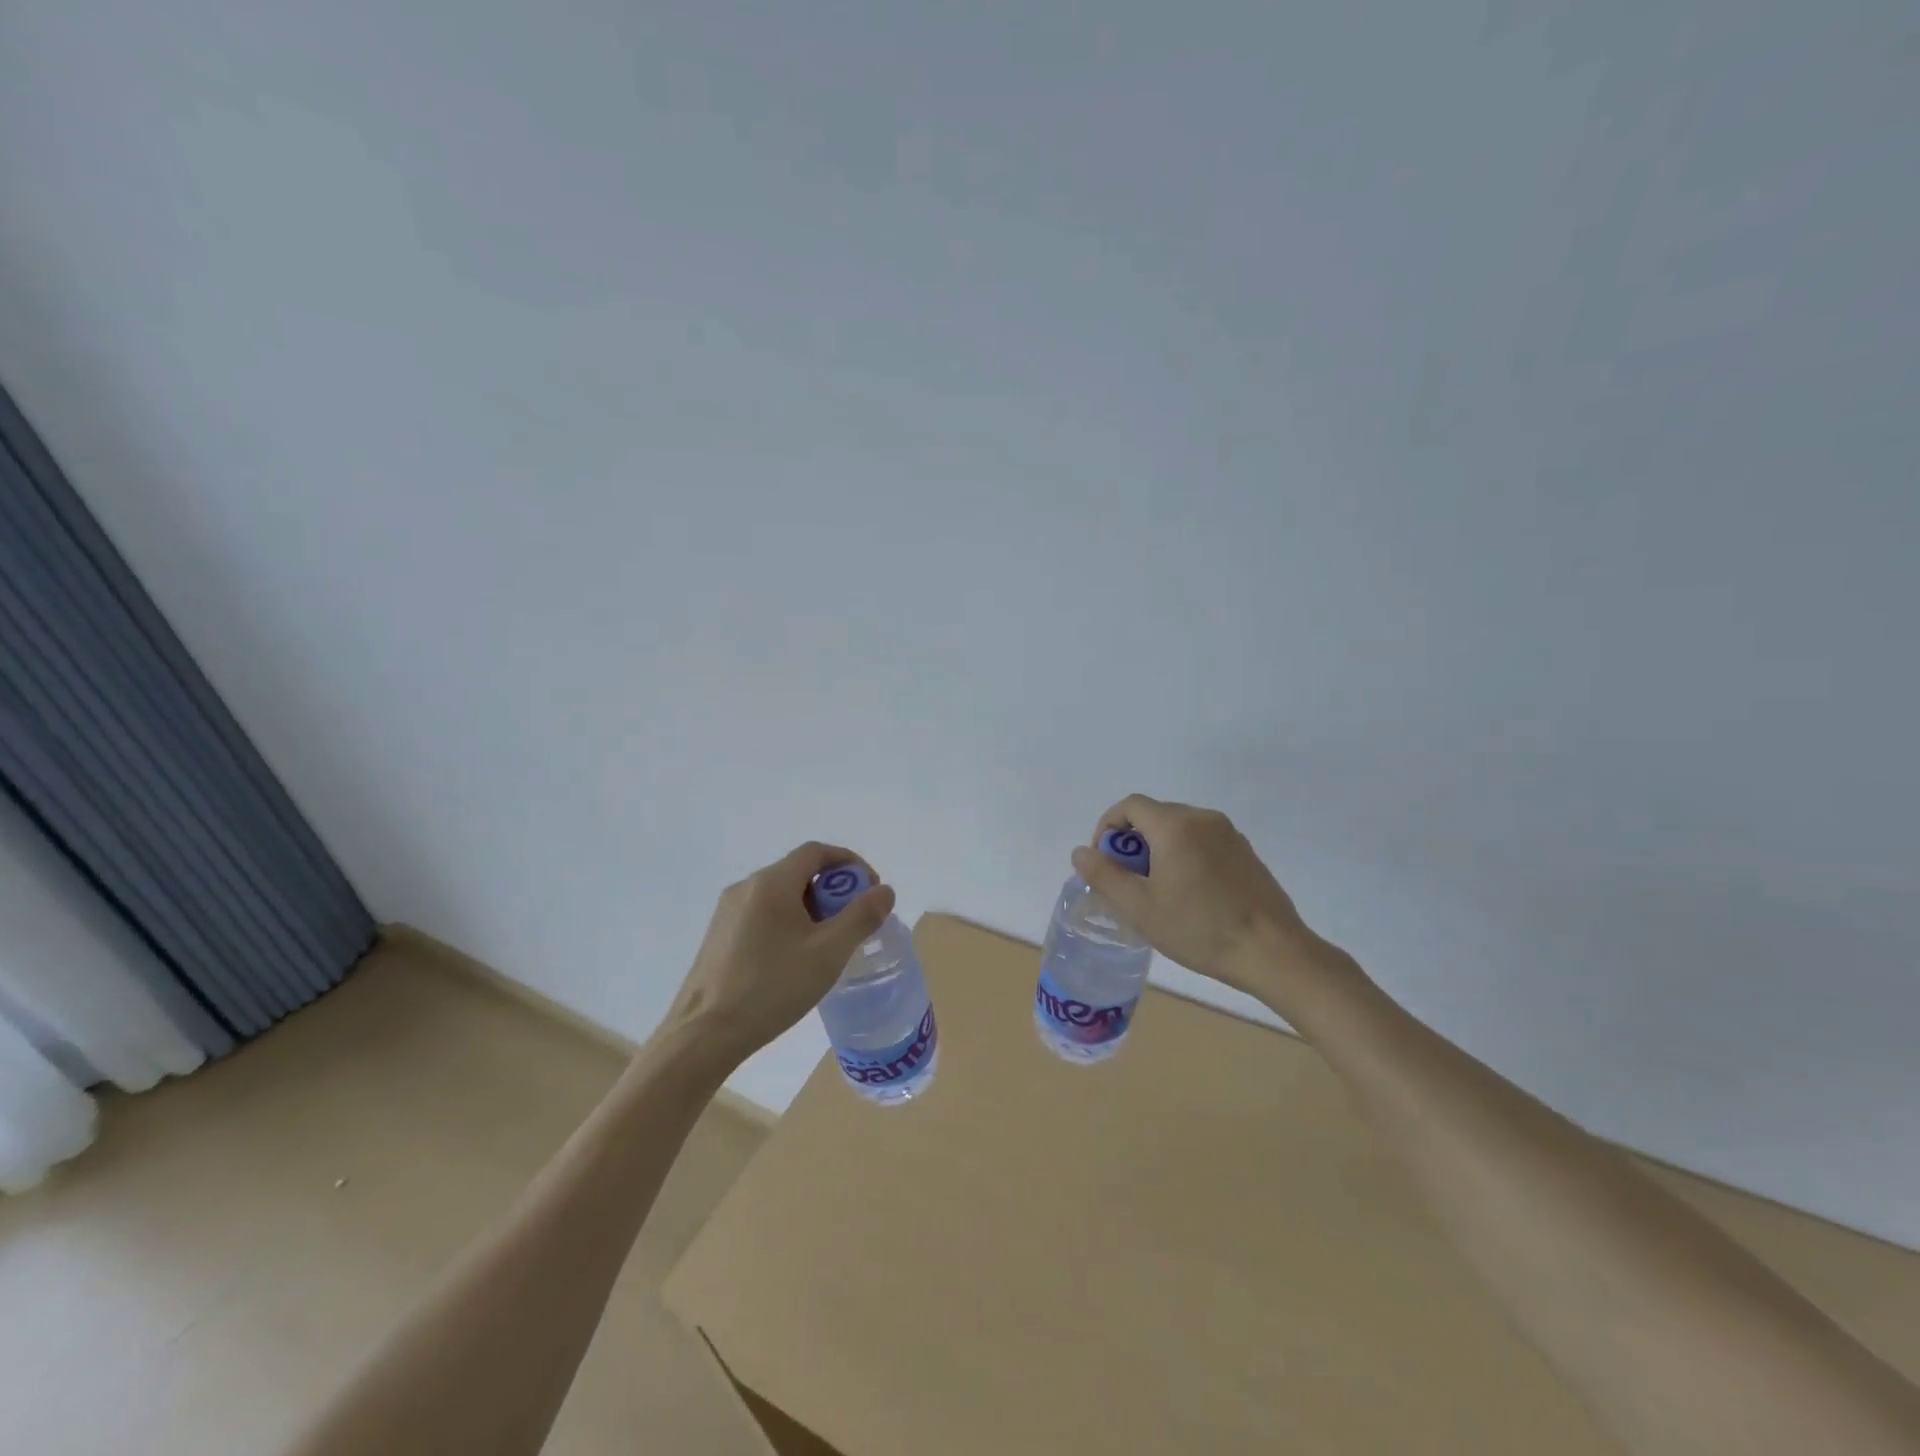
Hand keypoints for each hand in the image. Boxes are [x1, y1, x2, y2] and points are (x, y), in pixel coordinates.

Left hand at [664, 842, 895, 1064]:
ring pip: (781, 895)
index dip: (849, 863)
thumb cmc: (771, 987)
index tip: (870, 890)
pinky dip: (789, 922)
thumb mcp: (828, 953)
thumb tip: (884, 891)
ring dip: (812, 908)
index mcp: (771, 883)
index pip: (817, 852)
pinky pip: (763, 915)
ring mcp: (728, 912)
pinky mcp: (719, 937)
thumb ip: (861, 917)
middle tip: (854, 922)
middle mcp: (746, 888)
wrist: (703, 1035)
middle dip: (833, 890)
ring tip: (829, 944)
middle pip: (799, 872)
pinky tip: (796, 959)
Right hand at [1071, 795, 1346, 1010]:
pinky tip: (1190, 895)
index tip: (1105, 862)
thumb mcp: (1140, 907)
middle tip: (1129, 883)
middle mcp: (1202, 818)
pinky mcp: (1245, 853)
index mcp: (1174, 825)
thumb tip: (1081, 852)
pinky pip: (1203, 842)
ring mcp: (1229, 834)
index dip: (1107, 827)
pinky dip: (1185, 856)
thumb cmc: (1199, 928)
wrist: (1272, 951)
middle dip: (1132, 843)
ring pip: (1179, 829)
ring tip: (1158, 892)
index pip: (1129, 805)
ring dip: (1159, 850)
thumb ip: (1104, 875)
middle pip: (1154, 815)